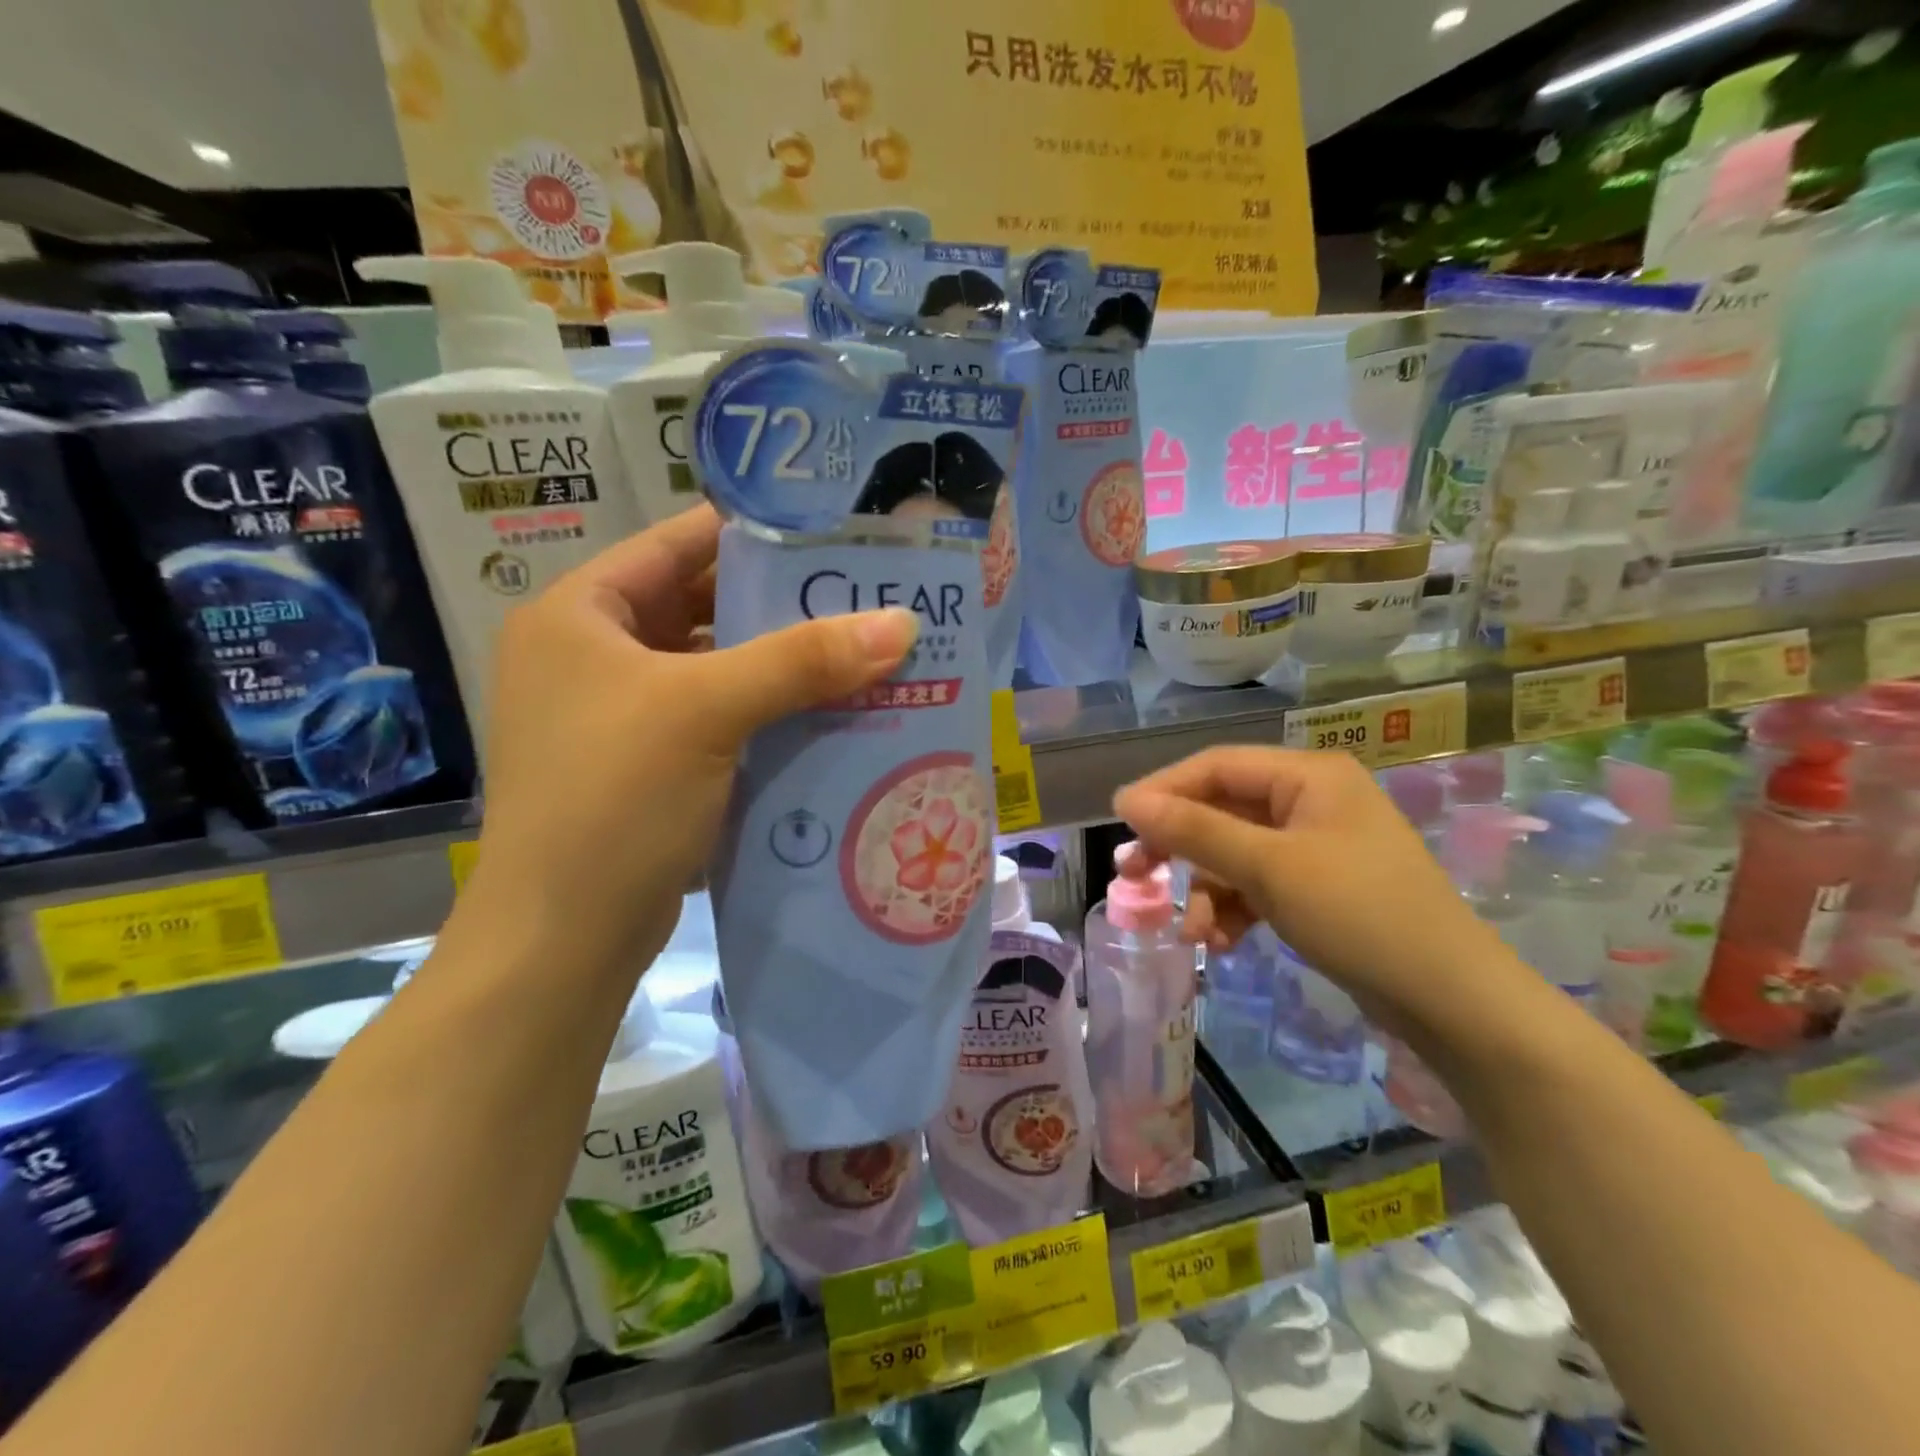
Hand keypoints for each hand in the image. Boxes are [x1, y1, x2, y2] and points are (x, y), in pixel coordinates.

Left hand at [468, 506, 918, 967]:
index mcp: (581, 613)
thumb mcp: (707, 712)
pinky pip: (720, 718)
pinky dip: (768, 713)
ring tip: (863, 653)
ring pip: (717, 667)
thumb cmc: (614, 799)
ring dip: (783, 665)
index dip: (756, 533)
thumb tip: (902, 621)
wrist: (562, 940)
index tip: (834, 533)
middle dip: (783, 605)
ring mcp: (620, 714)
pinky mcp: (649, 765)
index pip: (679, 543)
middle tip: (866, 598)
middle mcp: (594, 654)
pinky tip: (829, 714)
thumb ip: (803, 659)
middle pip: (703, 606)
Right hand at [1112, 747, 1506, 1036]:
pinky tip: (1223, 943)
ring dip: (1207, 890)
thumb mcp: (1269, 868)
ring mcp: (1316, 845)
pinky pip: (1257, 884)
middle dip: (1179, 847)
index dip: (1163, 790)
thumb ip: (1195, 830)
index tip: (1119, 822)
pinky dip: (1234, 909)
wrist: (1451, 1001)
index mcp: (1308, 776)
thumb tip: (1127, 800)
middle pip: (1221, 809)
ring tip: (1194, 933)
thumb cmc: (1360, 915)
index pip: (1215, 766)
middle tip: (1134, 874)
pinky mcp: (1318, 886)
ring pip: (1234, 853)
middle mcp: (1310, 800)